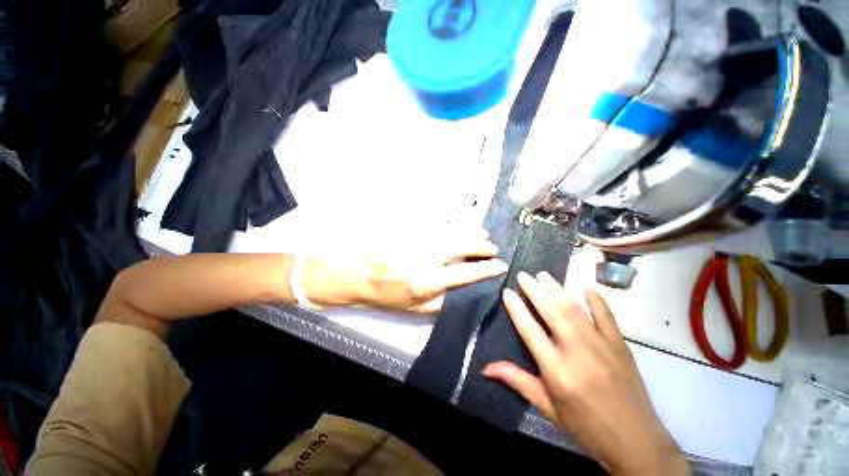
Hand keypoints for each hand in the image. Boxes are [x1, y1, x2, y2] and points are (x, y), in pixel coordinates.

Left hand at [303, 231, 507, 312]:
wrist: (352, 274)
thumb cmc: (383, 296)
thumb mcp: (413, 309)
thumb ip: (440, 302)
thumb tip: (464, 291)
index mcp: (426, 282)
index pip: (465, 273)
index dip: (485, 269)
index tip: (499, 266)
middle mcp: (424, 258)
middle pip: (460, 246)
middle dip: (480, 245)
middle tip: (492, 246)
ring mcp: (415, 240)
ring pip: (450, 233)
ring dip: (468, 233)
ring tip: (482, 233)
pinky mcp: (408, 229)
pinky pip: (436, 225)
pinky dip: (451, 226)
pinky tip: (457, 227)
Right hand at [483, 272, 688, 474]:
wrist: (636, 442)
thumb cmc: (585, 426)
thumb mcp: (547, 408)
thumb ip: (517, 381)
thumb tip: (486, 368)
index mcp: (557, 371)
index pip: (529, 330)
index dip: (516, 308)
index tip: (507, 292)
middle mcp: (577, 352)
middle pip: (551, 312)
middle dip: (534, 290)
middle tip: (523, 275)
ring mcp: (602, 345)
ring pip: (574, 308)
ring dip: (556, 288)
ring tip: (542, 275)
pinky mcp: (620, 344)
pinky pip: (606, 314)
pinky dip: (594, 297)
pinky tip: (584, 285)